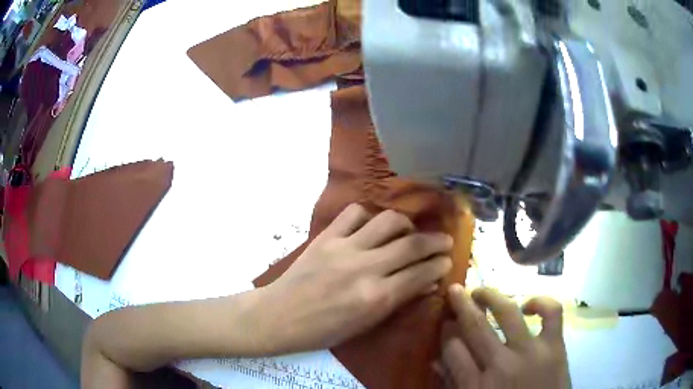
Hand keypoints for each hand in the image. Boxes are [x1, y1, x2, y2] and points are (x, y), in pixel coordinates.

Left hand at [257, 204, 452, 353]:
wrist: (279, 316)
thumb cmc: (323, 330)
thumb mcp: (365, 324)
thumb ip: (398, 300)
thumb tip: (427, 283)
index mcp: (376, 298)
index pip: (421, 273)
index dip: (440, 265)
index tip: (448, 260)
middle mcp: (365, 268)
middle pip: (412, 244)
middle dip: (436, 241)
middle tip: (444, 241)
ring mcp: (344, 248)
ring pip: (388, 221)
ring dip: (406, 224)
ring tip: (408, 231)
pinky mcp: (326, 237)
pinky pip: (354, 213)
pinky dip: (368, 216)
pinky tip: (370, 227)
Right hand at [439, 285, 570, 388]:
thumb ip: (455, 385)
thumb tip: (437, 361)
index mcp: (476, 386)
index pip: (453, 349)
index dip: (446, 332)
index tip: (445, 323)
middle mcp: (500, 364)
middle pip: (475, 326)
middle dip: (461, 305)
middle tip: (455, 290)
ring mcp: (530, 352)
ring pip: (508, 312)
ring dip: (491, 296)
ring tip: (482, 291)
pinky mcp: (555, 346)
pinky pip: (552, 313)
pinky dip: (541, 302)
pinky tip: (528, 305)